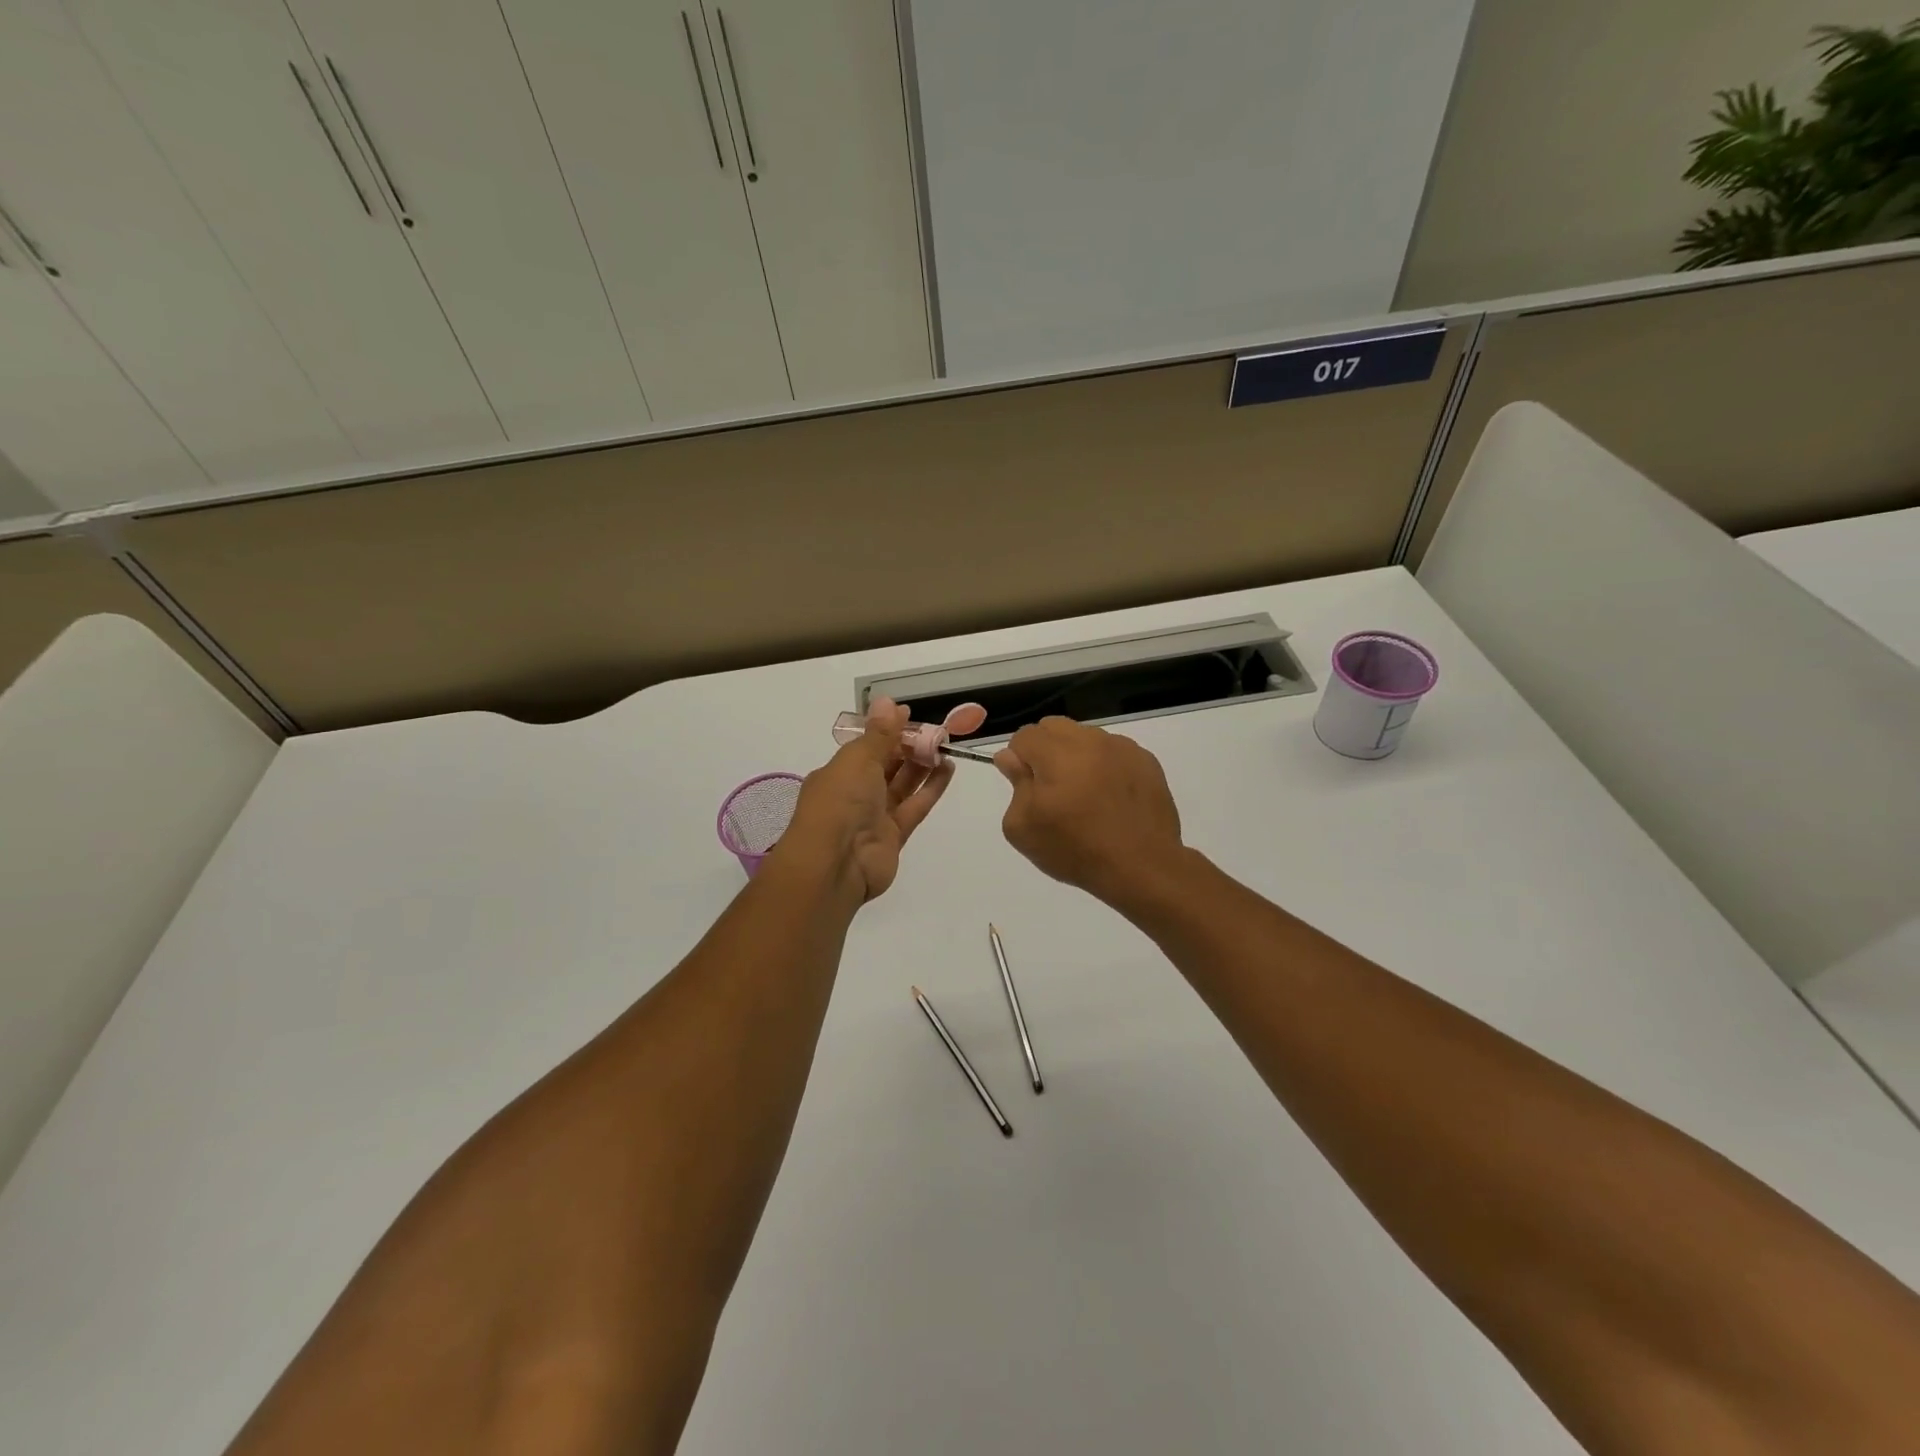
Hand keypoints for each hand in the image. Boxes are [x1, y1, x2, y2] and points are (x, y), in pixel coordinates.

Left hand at [778, 698, 954, 901]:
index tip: (912, 716)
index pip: (867, 746)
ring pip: (902, 785)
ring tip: (946, 746)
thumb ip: (879, 734)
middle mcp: (855, 793)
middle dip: (909, 747)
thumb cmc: (840, 802)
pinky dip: (931, 788)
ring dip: (923, 765)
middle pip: (886, 765)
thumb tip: (888, 701)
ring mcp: (875, 816)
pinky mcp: (895, 836)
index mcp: (838, 772)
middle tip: (938, 731)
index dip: (888, 730)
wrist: (835, 864)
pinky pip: (915, 806)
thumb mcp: (858, 760)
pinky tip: (948, 769)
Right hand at [995, 717, 1184, 905]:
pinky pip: (1115, 751)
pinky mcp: (1146, 761)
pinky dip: (1106, 766)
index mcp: (1057, 754)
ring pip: (1086, 737)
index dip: (1020, 759)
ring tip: (1085, 795)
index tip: (1027, 787)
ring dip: (1077, 756)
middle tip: (1053, 788)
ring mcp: (1123, 748)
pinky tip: (1111, 798)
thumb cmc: (1075, 850)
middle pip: (1054, 727)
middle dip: (1045, 750)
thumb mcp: (1023, 828)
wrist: (1141, 868)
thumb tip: (1011, 758)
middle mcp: (1090, 741)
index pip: (1025, 735)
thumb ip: (1015, 784)